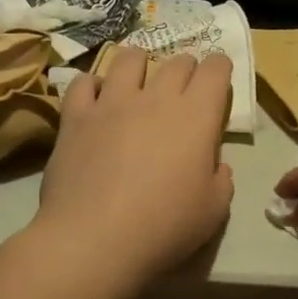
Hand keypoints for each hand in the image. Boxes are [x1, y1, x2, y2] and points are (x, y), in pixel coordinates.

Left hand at [31, 48, 234, 289]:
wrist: (95, 239)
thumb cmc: (164, 227)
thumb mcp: (213, 212)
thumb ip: (221, 181)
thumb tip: (216, 166)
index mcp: (196, 116)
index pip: (214, 70)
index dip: (219, 68)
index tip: (218, 76)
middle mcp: (156, 98)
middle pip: (176, 61)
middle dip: (186, 67)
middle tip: (184, 85)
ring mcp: (112, 103)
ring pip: (128, 59)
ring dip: (140, 63)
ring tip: (138, 77)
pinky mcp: (76, 117)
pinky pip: (83, 83)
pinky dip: (92, 85)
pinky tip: (95, 97)